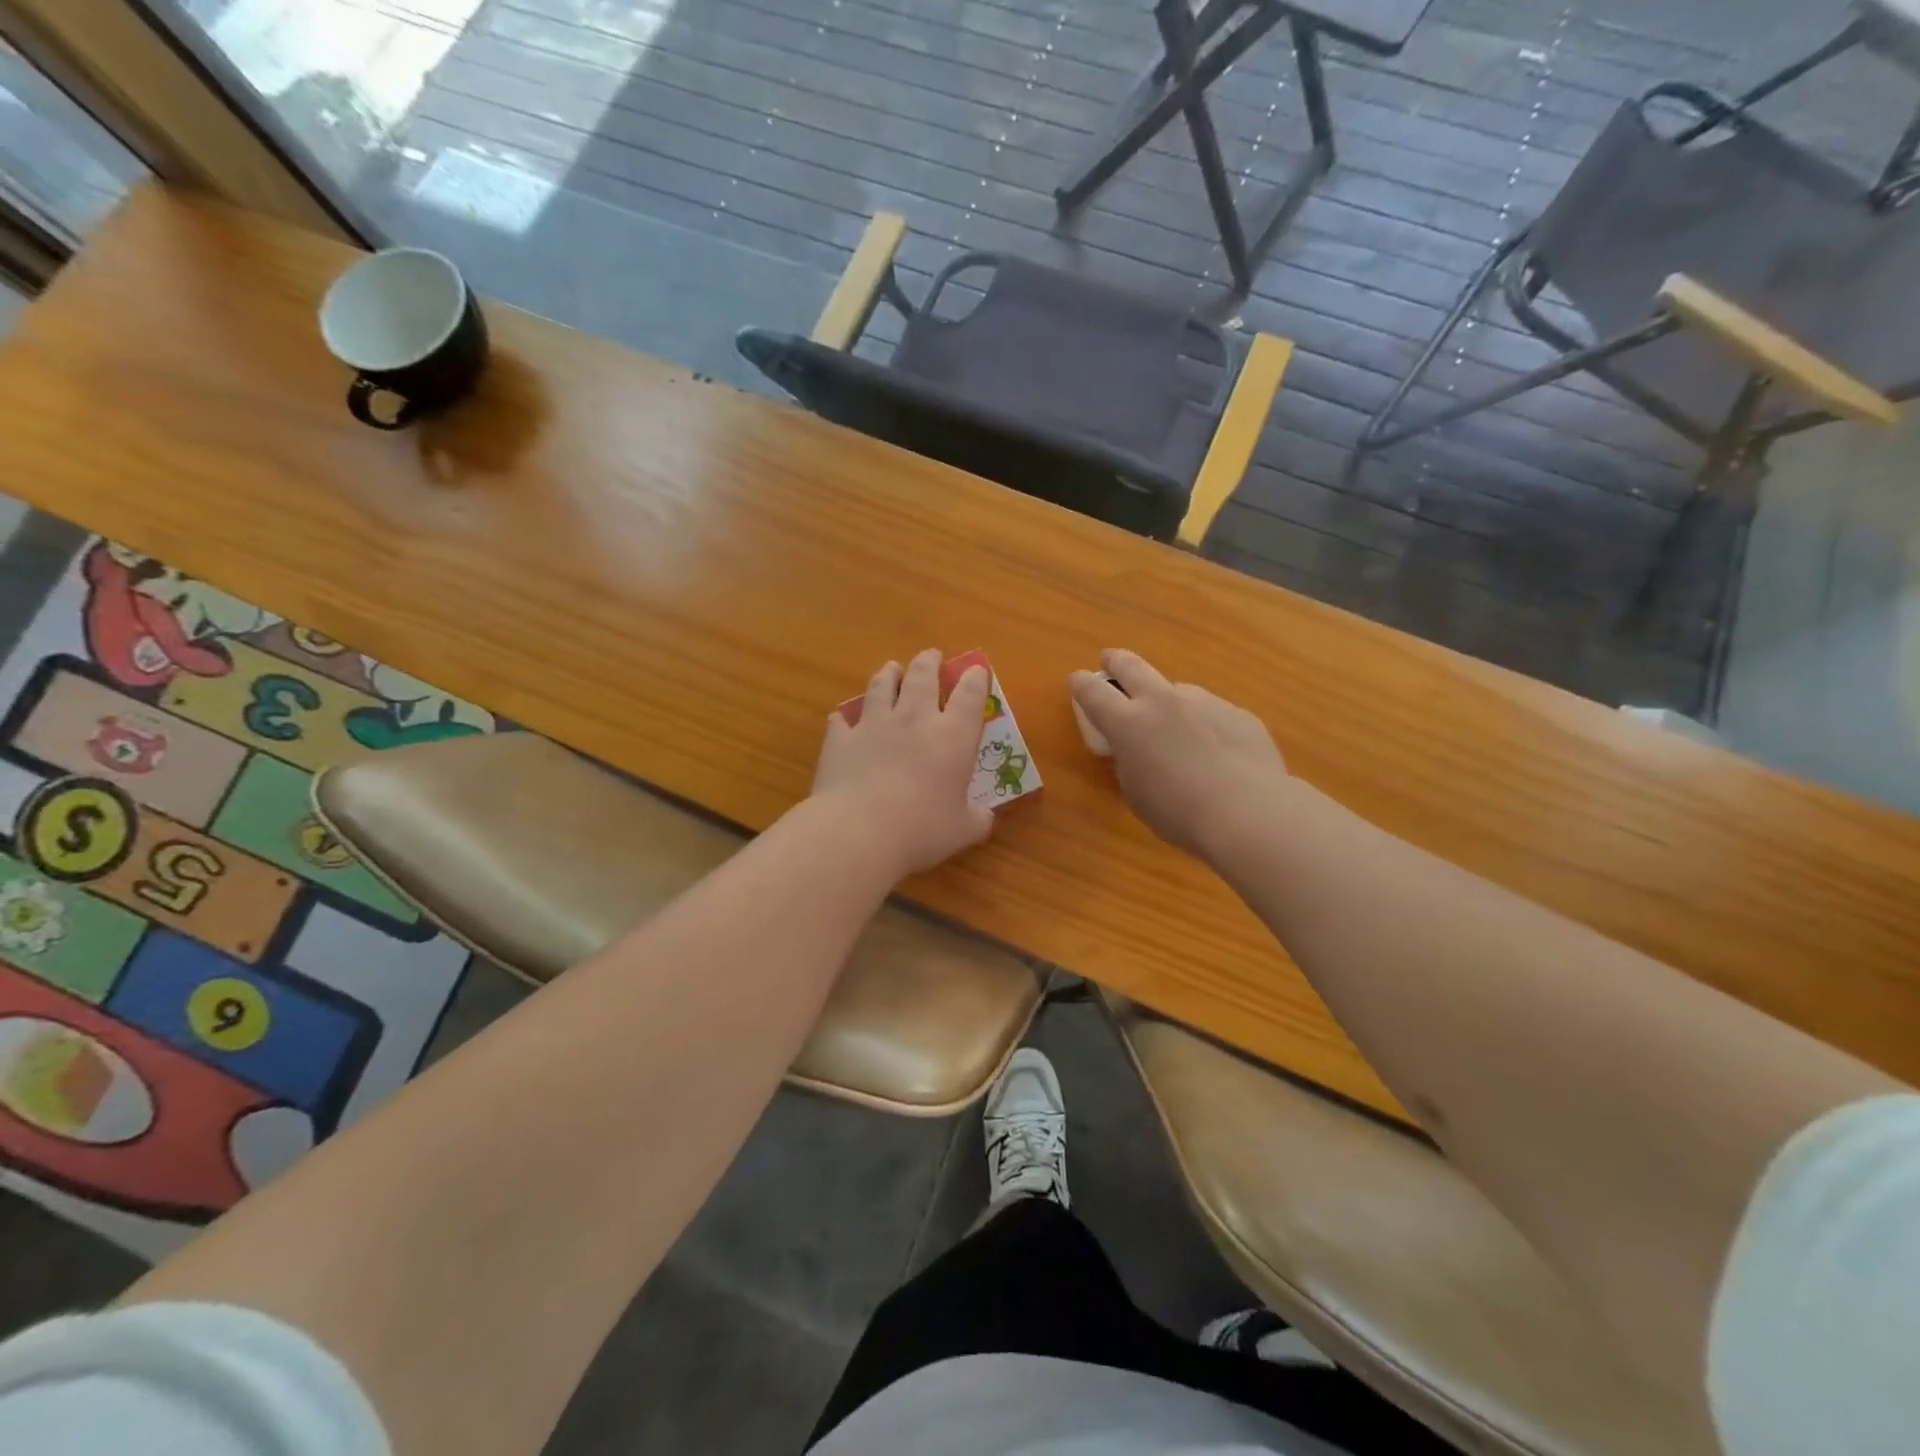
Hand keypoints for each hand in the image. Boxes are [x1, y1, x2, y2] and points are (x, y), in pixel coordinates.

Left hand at [812, 649, 993, 875]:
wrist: (859, 831)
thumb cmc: (922, 829)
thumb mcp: (963, 830)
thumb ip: (977, 819)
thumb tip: (985, 817)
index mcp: (952, 736)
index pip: (969, 695)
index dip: (974, 679)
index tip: (975, 670)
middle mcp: (914, 719)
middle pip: (923, 676)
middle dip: (929, 662)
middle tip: (931, 655)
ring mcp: (874, 725)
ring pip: (881, 686)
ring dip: (888, 674)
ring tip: (891, 668)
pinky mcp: (840, 739)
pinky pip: (841, 720)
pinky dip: (844, 717)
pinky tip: (842, 718)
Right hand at [1069, 648, 1288, 856]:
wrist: (1248, 811)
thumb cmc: (1179, 812)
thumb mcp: (1136, 794)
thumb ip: (1130, 764)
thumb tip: (1138, 752)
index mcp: (1129, 723)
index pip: (1094, 693)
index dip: (1081, 684)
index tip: (1076, 680)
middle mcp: (1164, 702)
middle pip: (1132, 667)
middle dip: (1116, 662)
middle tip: (1110, 660)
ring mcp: (1205, 702)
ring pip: (1177, 690)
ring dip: (1167, 700)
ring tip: (1174, 727)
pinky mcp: (1238, 714)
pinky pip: (1212, 712)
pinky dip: (1204, 724)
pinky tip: (1216, 752)